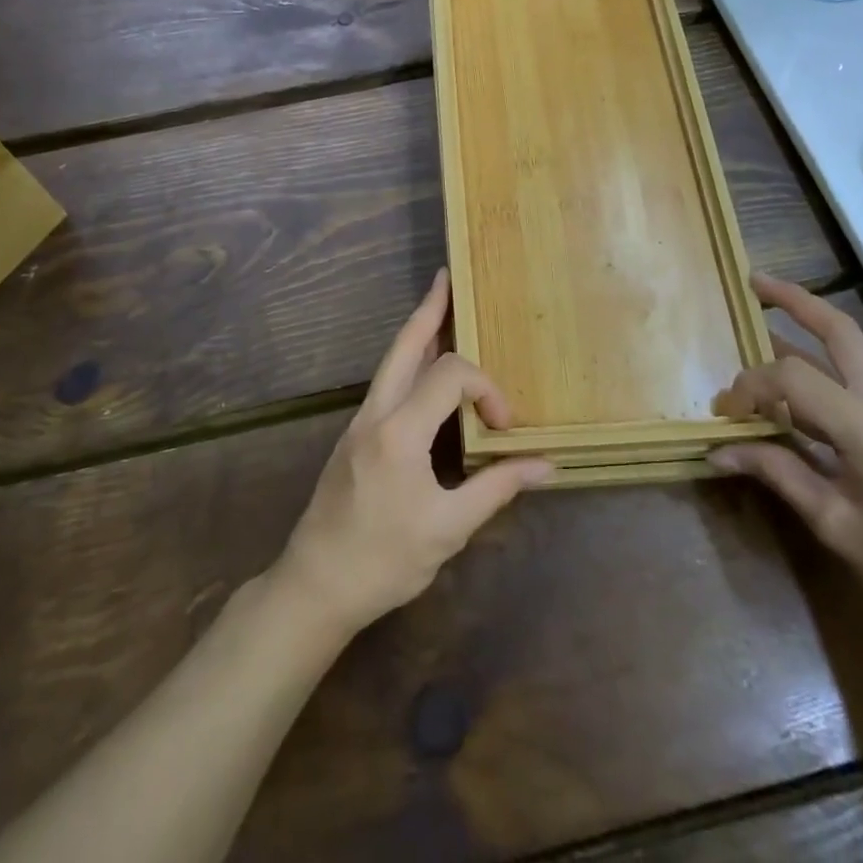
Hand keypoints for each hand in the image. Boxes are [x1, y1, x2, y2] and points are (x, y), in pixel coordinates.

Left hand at [271, 269, 551, 639]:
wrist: (316, 583)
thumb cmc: (384, 560)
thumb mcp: (448, 529)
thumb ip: (497, 488)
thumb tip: (546, 465)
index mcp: (399, 431)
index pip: (450, 376)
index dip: (486, 389)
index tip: (505, 426)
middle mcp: (376, 412)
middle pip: (404, 345)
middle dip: (429, 310)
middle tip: (446, 279)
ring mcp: (360, 421)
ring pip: (391, 360)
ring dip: (417, 332)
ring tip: (439, 307)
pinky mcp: (355, 434)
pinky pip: (387, 382)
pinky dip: (409, 361)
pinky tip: (424, 369)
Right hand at [711, 274, 862, 640]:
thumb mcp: (837, 524)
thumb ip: (779, 475)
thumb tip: (719, 450)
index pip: (794, 377)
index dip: (750, 387)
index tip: (725, 416)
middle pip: (840, 331)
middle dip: (795, 300)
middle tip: (752, 283)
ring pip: (849, 348)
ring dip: (807, 325)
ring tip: (762, 315)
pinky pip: (851, 377)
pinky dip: (816, 363)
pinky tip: (789, 382)